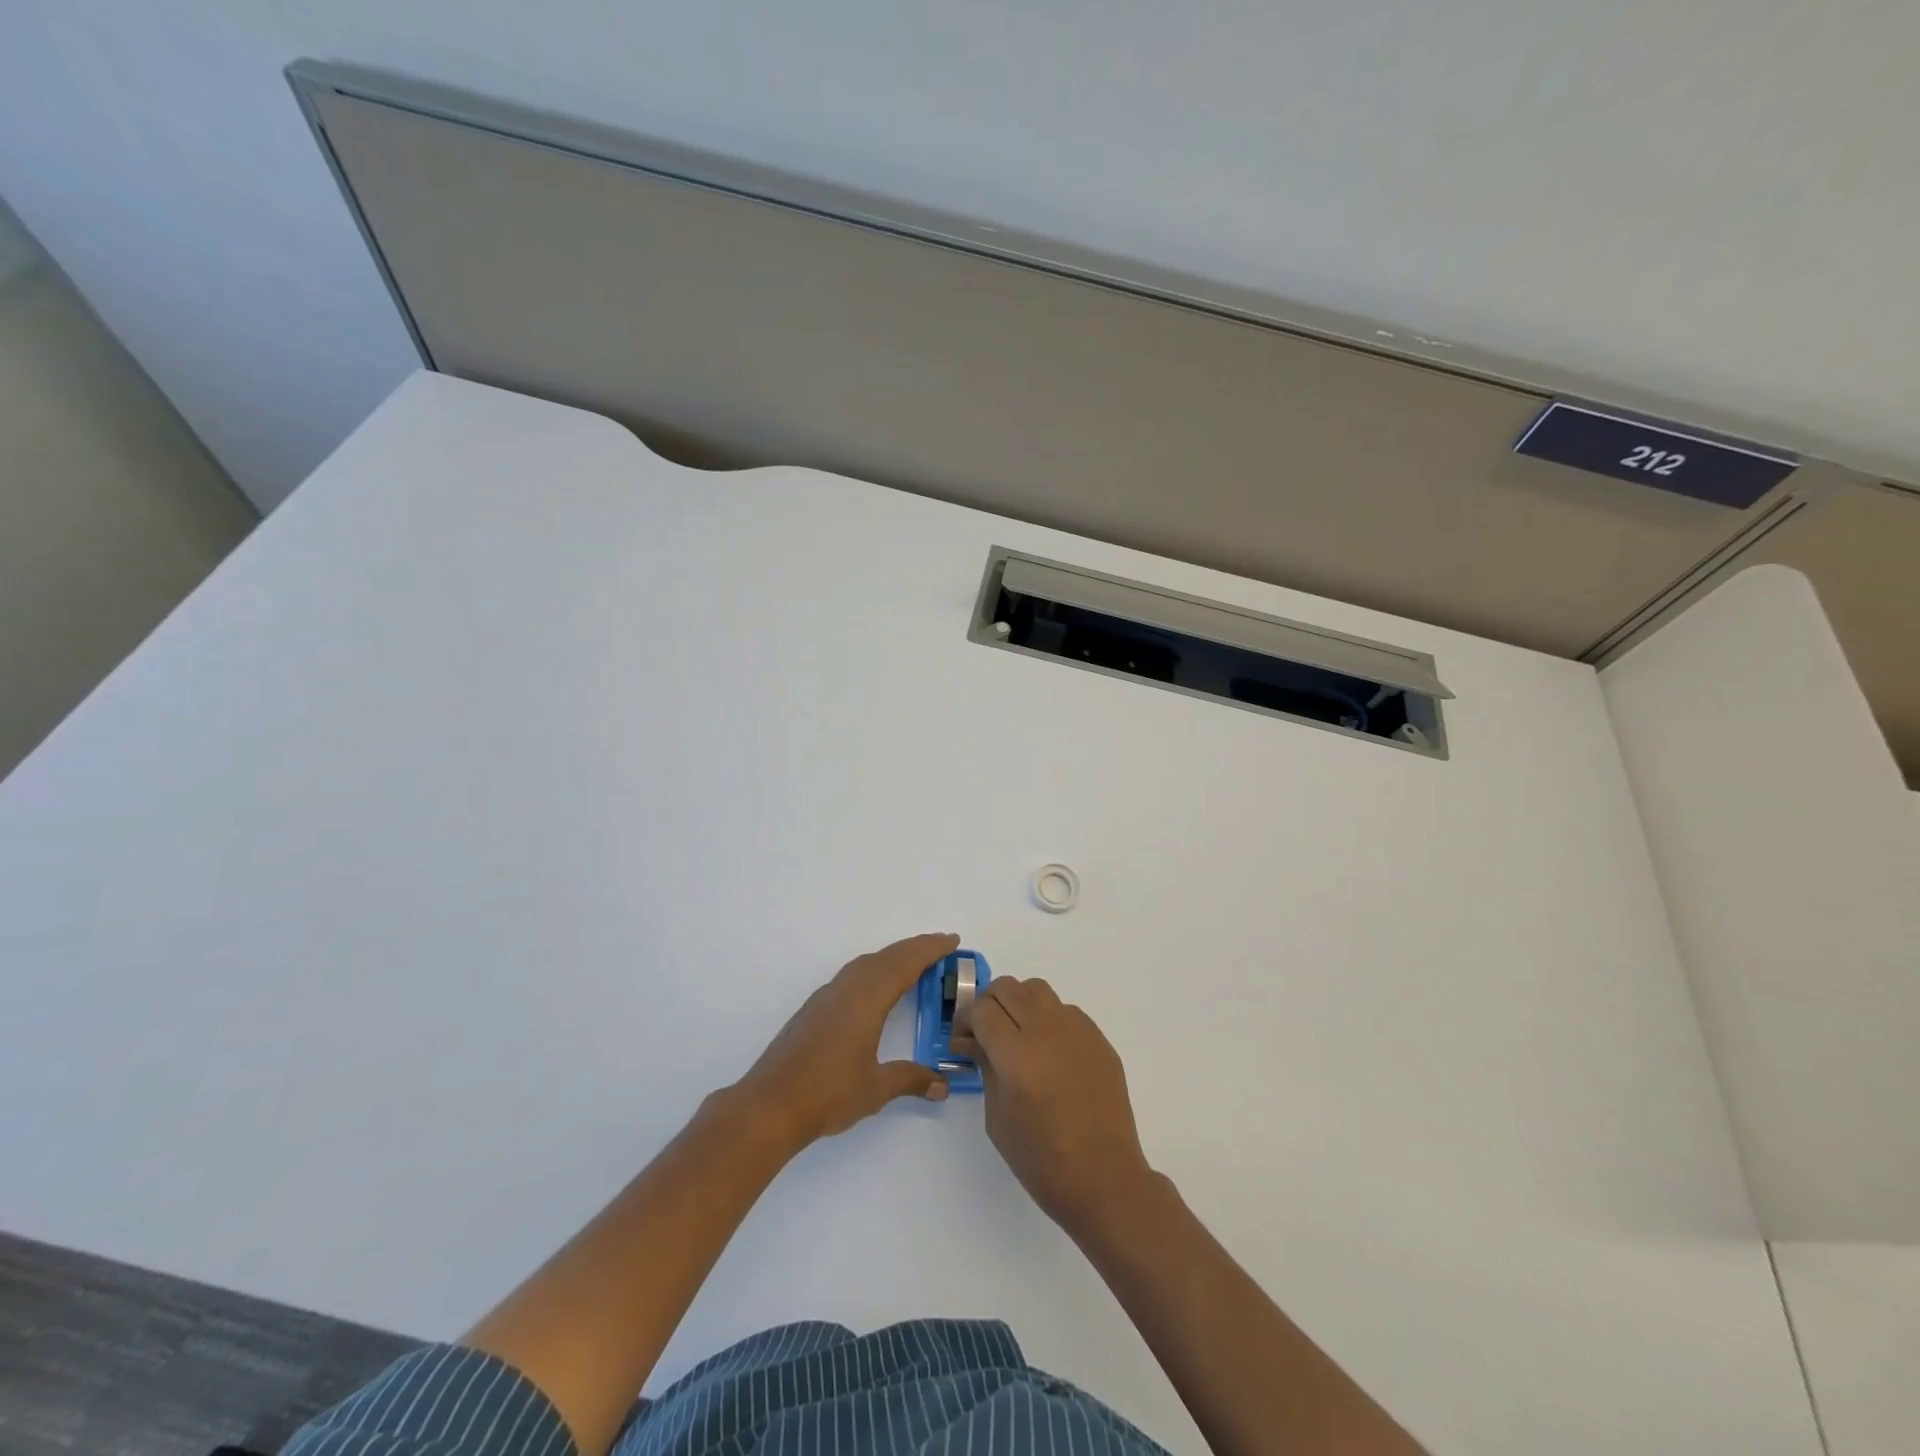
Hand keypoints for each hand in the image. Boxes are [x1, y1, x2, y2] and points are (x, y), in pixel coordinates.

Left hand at [736, 933, 956, 1150]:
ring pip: (866, 964)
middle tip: (941, 946)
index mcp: (867, 999)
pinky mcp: (814, 1009)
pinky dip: (873, 970)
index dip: (930, 950)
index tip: (952, 940)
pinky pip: (852, 975)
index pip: (905, 964)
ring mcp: (827, 997)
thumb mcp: (876, 1088)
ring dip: (892, 957)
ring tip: (913, 962)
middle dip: (915, 948)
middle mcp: (847, 989)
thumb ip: (910, 1080)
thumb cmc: (828, 1093)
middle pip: (886, 957)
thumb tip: (942, 1085)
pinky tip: (875, 987)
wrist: (770, 1104)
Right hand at [953, 977, 1155, 1239]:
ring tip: (1018, 1035)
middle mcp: (1047, 1032)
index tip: (963, 1039)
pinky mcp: (1099, 1038)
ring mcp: (1077, 1031)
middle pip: (1008, 988)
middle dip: (989, 1004)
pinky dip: (1048, 1019)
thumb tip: (974, 1039)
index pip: (982, 1009)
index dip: (966, 1020)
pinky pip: (1065, 1010)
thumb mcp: (997, 1117)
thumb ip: (985, 1067)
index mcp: (1017, 1056)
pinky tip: (1049, 1052)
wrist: (1104, 1179)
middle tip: (985, 1033)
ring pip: (1037, 990)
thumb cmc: (1042, 1160)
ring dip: (1019, 1004)